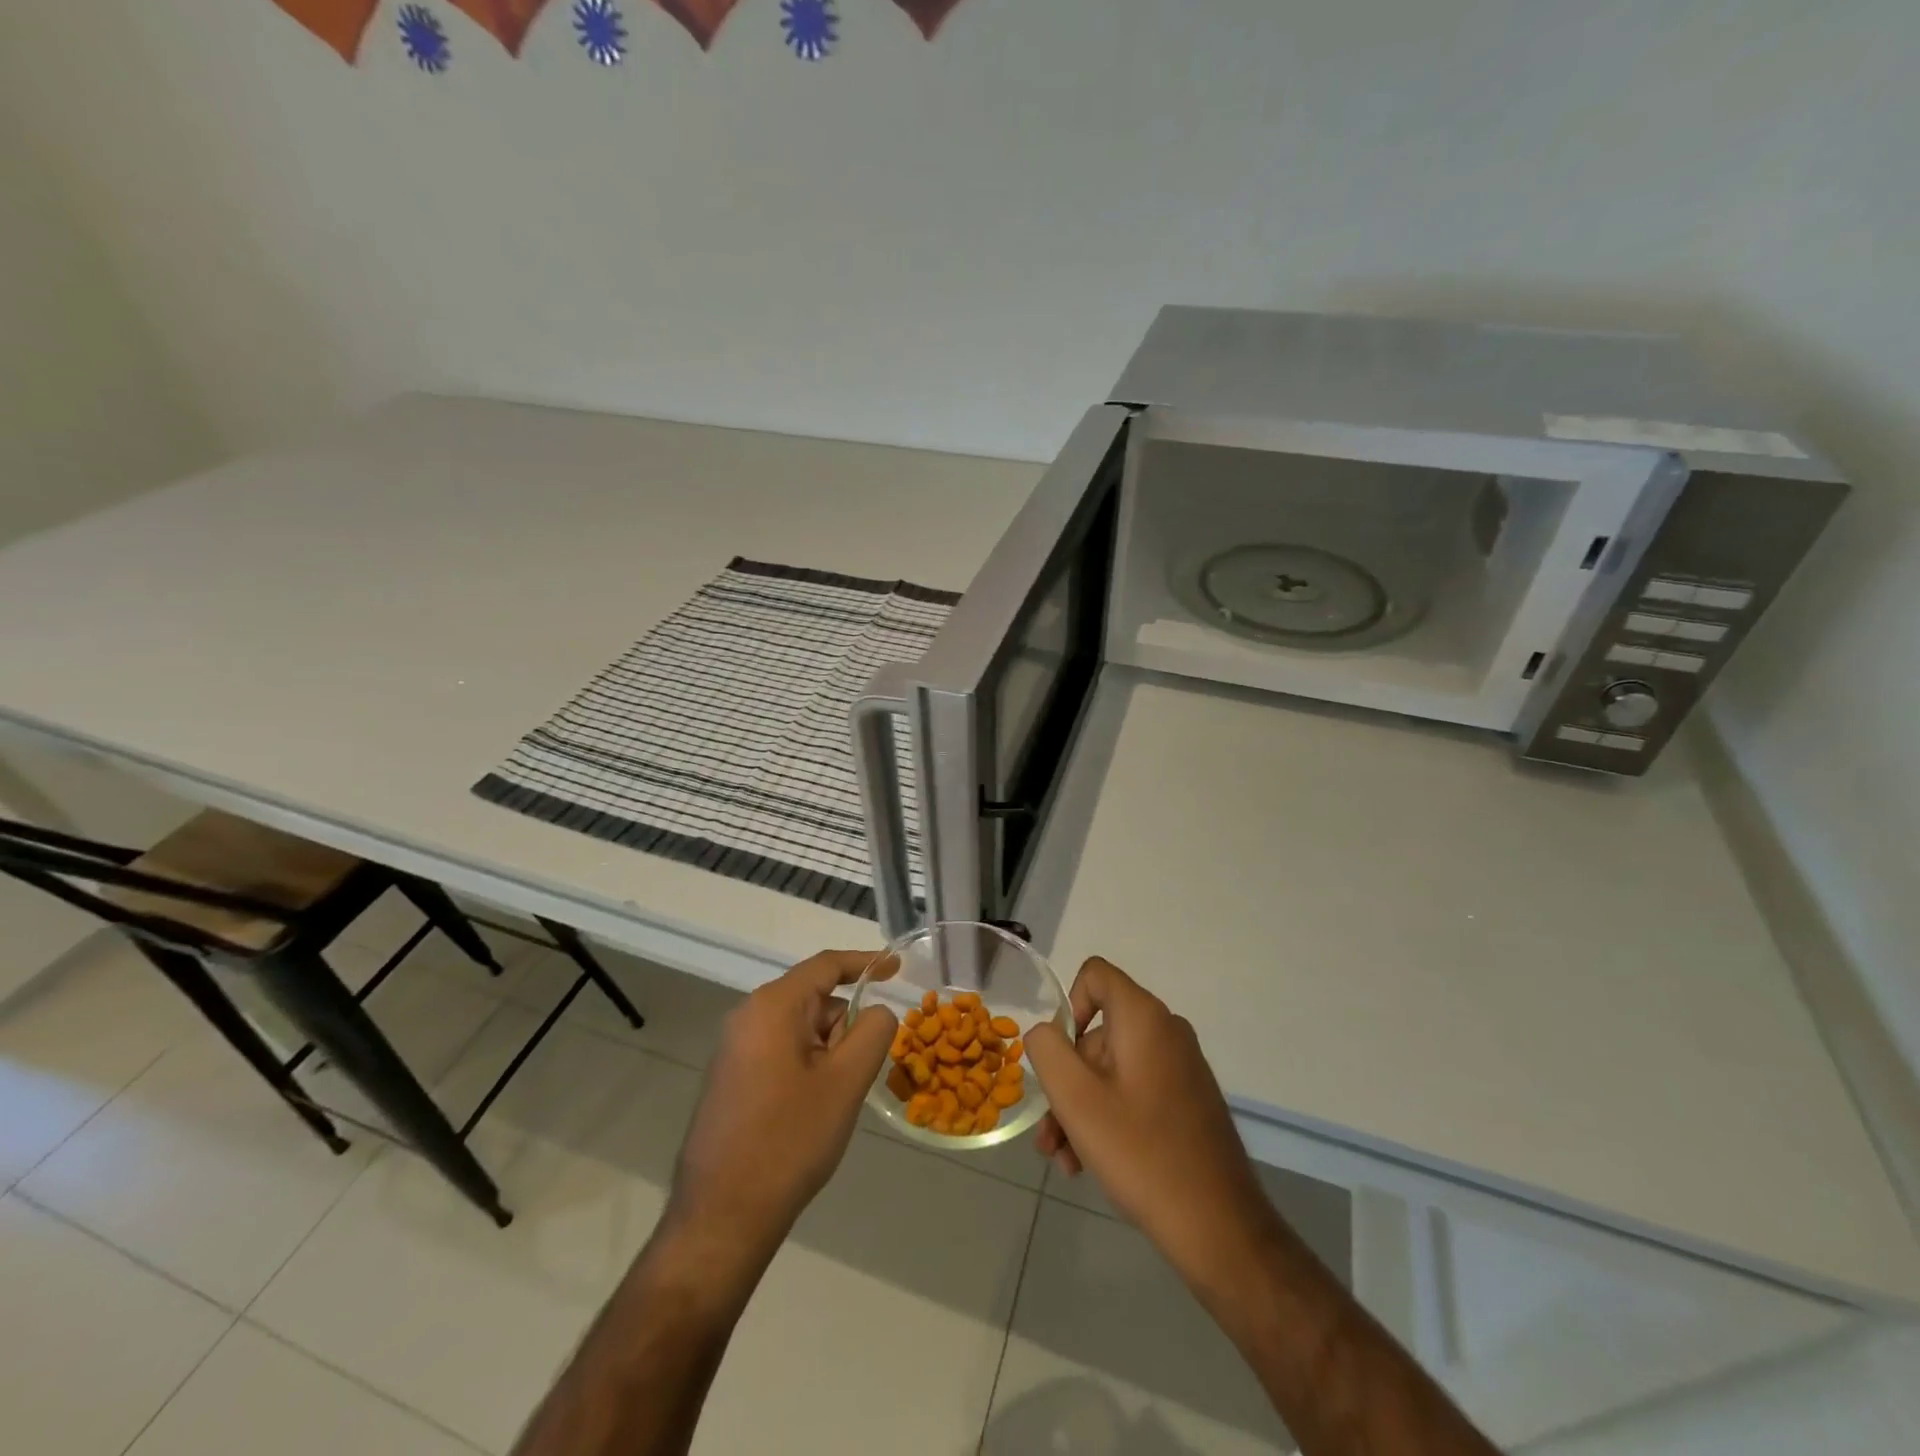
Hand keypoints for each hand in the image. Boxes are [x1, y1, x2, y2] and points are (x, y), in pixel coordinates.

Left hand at [665, 950, 896, 1274]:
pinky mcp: (731, 1077)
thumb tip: (876, 1011)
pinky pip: (781, 1051)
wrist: (721, 1218)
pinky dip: (807, 1067)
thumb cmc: (789, 1141)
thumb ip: (872, 1031)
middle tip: (857, 1074)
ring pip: (800, 1029)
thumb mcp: (846, 1082)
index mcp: (772, 1006)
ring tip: (831, 1103)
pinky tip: (809, 1112)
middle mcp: (748, 1016)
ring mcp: (734, 1048)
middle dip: (844, 1027)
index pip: (826, 965)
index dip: (865, 963)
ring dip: (827, 1053)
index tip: (897, 967)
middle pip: (814, 1000)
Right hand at [1028, 957, 1278, 1289]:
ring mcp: (1181, 1067)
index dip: (1067, 1006)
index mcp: (1144, 1018)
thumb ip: (1048, 1050)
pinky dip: (1109, 1118)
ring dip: (1081, 1109)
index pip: (1095, 975)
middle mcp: (1166, 1031)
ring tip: (1065, 1161)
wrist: (1219, 1227)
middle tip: (1050, 1136)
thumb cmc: (1141, 1153)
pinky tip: (1090, 1166)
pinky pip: (1135, 1091)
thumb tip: (1043, 1032)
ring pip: (1112, 1070)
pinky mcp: (1188, 1100)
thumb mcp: (1077, 1099)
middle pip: (1098, 1034)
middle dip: (1067, 1081)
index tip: (1059, 1057)